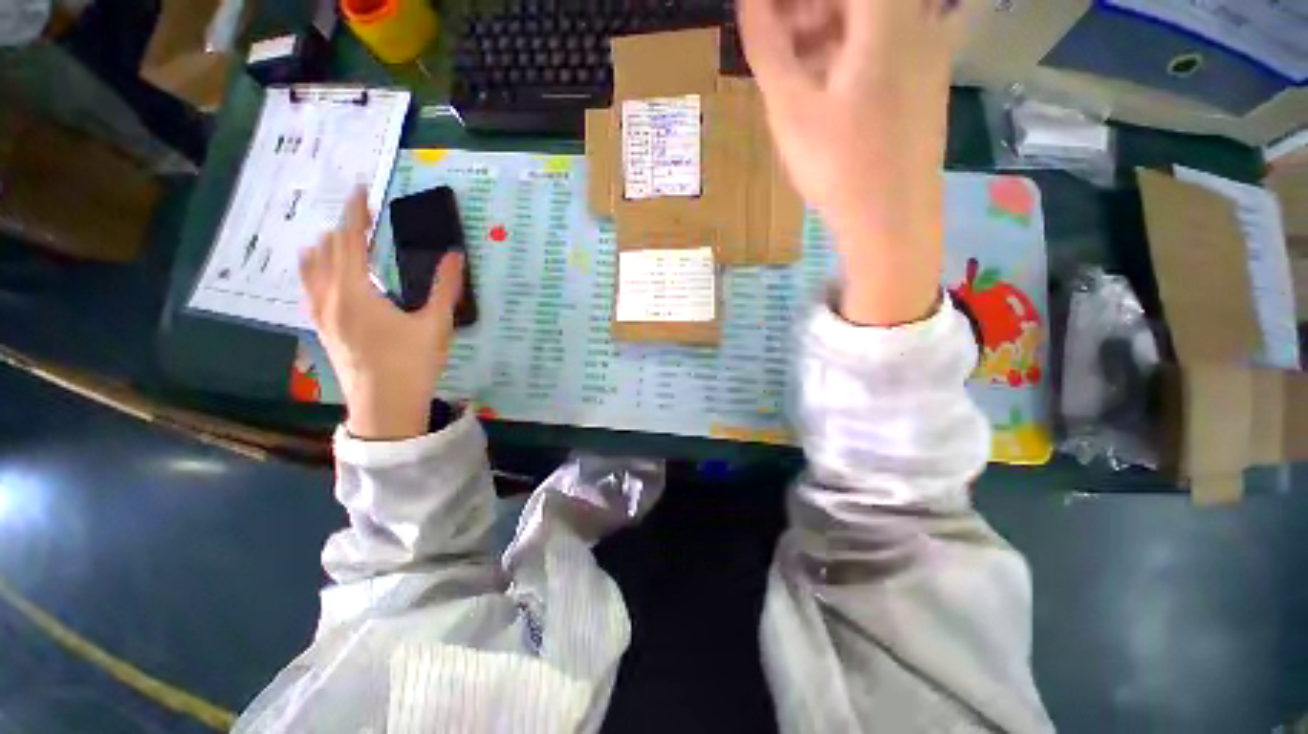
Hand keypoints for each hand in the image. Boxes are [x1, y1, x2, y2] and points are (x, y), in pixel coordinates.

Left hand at [300, 188, 464, 439]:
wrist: (385, 407)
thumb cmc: (411, 365)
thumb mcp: (435, 325)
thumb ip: (445, 287)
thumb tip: (455, 255)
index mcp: (355, 292)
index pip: (349, 239)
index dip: (355, 212)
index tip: (361, 189)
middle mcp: (328, 296)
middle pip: (326, 248)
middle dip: (343, 227)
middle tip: (365, 219)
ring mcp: (320, 313)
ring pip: (311, 266)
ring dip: (327, 246)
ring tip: (347, 241)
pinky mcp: (322, 328)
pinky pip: (310, 285)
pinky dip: (319, 267)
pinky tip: (333, 275)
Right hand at [739, 0, 969, 324]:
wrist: (890, 221)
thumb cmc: (838, 166)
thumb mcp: (790, 109)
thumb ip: (767, 47)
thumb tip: (749, 3)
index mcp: (886, 17)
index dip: (795, 1)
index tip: (768, 18)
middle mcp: (918, 22)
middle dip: (810, 10)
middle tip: (776, 41)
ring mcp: (929, 53)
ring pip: (873, 20)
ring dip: (829, 31)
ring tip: (795, 71)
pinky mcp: (927, 83)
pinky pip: (888, 46)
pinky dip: (852, 53)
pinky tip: (827, 91)